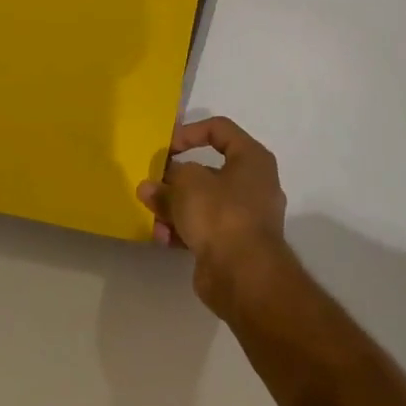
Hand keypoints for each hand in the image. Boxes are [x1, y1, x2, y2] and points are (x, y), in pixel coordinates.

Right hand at [137, 116, 288, 310]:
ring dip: (174, 207)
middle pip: (207, 171)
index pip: (219, 130)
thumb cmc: (220, 214)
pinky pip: (203, 229)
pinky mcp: (234, 245)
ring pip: (202, 203)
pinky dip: (182, 230)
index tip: (165, 148)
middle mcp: (253, 185)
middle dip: (175, 180)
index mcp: (252, 159)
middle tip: (151, 185)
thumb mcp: (186, 183)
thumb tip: (152, 187)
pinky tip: (162, 237)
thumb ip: (166, 180)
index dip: (189, 132)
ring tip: (152, 215)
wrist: (244, 275)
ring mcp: (245, 217)